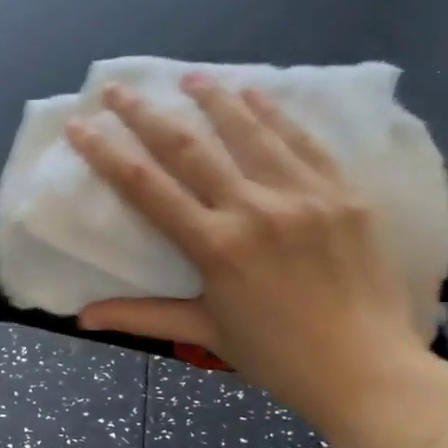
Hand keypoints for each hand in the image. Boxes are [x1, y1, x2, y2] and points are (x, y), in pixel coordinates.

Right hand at [66, 75, 447, 447]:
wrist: (368, 370)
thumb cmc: (277, 357)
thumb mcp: (205, 333)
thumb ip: (141, 316)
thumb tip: (82, 318)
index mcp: (215, 247)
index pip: (146, 187)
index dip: (106, 153)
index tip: (80, 125)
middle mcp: (254, 209)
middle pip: (188, 148)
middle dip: (146, 113)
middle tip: (119, 88)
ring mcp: (304, 195)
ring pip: (248, 131)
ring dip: (213, 98)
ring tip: (189, 76)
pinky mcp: (344, 193)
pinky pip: (303, 141)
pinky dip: (275, 114)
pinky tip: (255, 92)